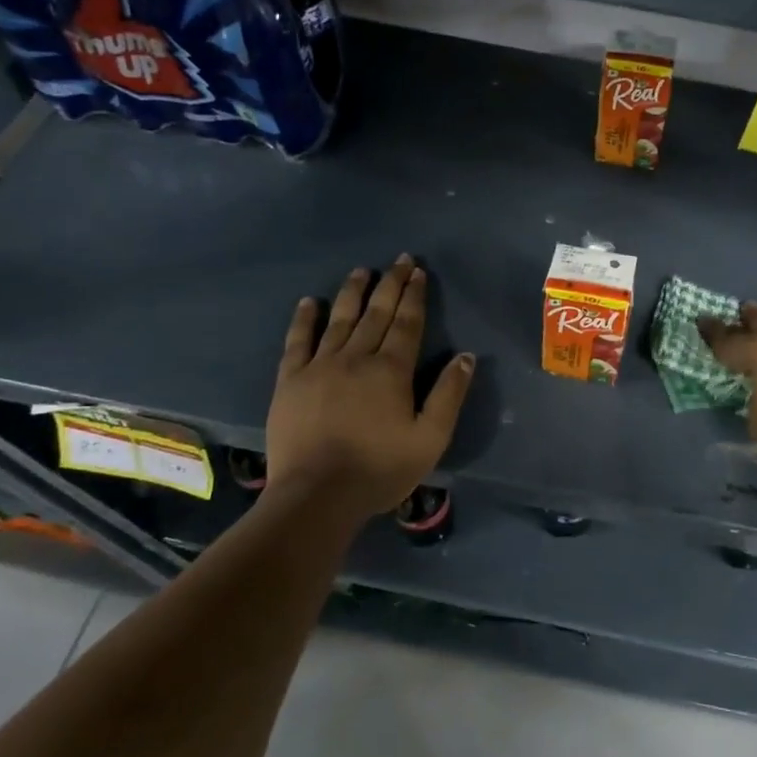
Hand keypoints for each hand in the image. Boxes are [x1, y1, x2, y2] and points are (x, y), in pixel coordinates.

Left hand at [265, 255, 474, 518]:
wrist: (317, 496)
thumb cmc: (380, 469)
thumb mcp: (430, 438)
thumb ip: (449, 395)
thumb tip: (466, 356)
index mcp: (391, 370)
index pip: (407, 323)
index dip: (414, 296)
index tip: (418, 272)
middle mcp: (356, 358)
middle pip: (376, 313)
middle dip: (390, 285)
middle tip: (399, 261)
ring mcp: (319, 366)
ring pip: (339, 319)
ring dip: (353, 292)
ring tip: (361, 270)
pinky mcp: (291, 381)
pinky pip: (297, 341)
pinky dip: (305, 319)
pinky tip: (311, 302)